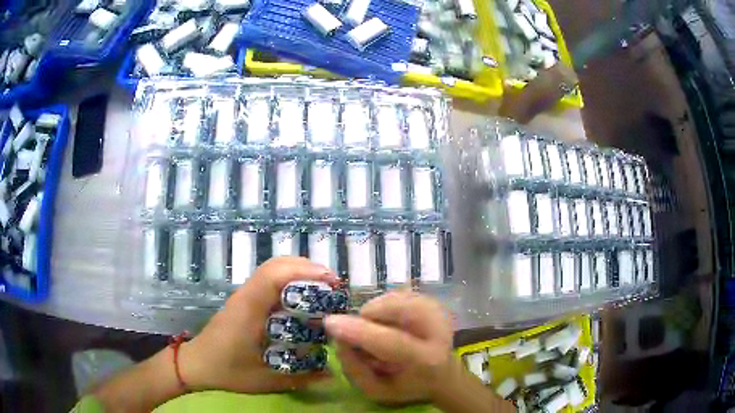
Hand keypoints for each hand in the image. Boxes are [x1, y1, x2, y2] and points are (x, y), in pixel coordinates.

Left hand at [179, 257, 336, 392]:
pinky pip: (269, 280)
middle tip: (333, 287)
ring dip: (299, 272)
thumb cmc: (227, 371)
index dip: (304, 272)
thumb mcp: (265, 380)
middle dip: (307, 268)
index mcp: (249, 309)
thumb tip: (333, 375)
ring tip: (323, 289)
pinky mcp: (245, 300)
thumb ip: (300, 379)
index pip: (273, 275)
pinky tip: (302, 299)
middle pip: (276, 264)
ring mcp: (244, 295)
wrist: (196, 364)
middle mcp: (246, 295)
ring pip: (272, 268)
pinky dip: (289, 280)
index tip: (331, 283)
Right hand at [324, 291, 453, 405]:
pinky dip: (383, 307)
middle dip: (367, 320)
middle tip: (364, 339)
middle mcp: (438, 330)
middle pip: (394, 309)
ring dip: (375, 314)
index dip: (359, 331)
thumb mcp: (377, 390)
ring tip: (381, 333)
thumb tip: (338, 339)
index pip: (391, 342)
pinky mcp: (433, 300)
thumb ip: (354, 369)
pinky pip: (395, 295)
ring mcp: (437, 310)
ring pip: (392, 298)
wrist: (443, 373)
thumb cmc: (407, 385)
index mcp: (425, 360)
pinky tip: (391, 323)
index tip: (330, 323)